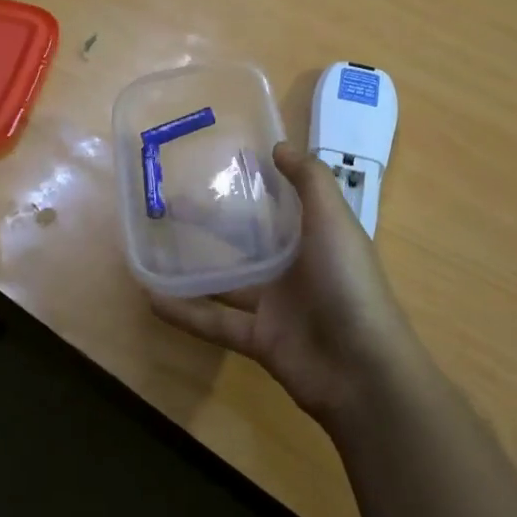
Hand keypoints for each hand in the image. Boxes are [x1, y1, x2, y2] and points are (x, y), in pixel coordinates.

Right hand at [151, 141, 422, 428]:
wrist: (363, 371)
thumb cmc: (349, 284)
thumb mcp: (334, 221)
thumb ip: (310, 181)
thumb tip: (279, 146)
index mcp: (315, 236)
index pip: (281, 203)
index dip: (254, 184)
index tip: (217, 164)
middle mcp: (295, 267)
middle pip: (247, 240)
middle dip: (213, 223)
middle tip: (171, 203)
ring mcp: (276, 305)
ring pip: (227, 281)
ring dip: (193, 268)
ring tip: (153, 248)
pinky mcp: (259, 339)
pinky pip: (215, 322)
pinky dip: (186, 312)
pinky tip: (152, 298)